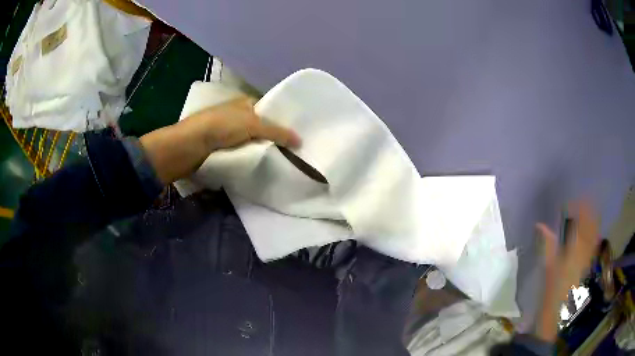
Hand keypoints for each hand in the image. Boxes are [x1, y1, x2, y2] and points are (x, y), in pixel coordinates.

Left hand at [184, 97, 300, 150]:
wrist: (191, 144)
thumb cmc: (221, 126)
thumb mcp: (252, 124)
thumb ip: (277, 131)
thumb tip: (300, 140)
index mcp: (245, 103)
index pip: (269, 110)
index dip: (282, 120)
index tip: (297, 134)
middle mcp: (238, 115)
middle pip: (262, 127)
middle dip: (274, 137)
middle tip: (294, 150)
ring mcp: (229, 132)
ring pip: (253, 141)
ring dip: (263, 149)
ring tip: (283, 159)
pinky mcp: (223, 148)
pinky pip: (243, 152)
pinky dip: (251, 157)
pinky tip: (263, 164)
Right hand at [535, 201, 599, 341]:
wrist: (558, 312)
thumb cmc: (551, 290)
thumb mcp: (548, 266)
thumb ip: (547, 243)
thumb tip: (539, 224)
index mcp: (575, 248)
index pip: (581, 221)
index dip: (578, 208)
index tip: (571, 202)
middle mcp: (586, 249)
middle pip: (590, 225)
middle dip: (587, 212)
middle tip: (581, 202)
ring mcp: (588, 257)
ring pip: (594, 233)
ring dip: (591, 221)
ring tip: (586, 212)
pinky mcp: (588, 265)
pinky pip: (593, 244)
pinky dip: (592, 234)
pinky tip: (589, 232)